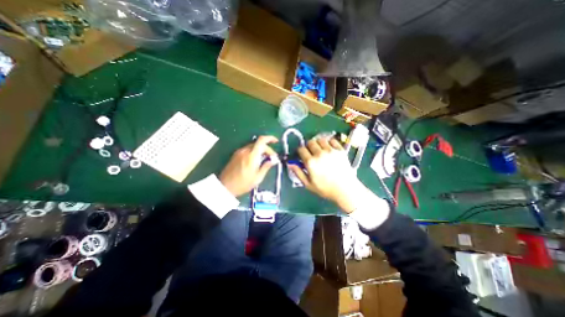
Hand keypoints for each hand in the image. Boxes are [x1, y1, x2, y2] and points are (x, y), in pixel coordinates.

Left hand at [220, 137, 278, 197]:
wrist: (225, 186)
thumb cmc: (242, 184)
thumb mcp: (258, 177)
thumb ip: (266, 166)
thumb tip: (274, 160)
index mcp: (252, 156)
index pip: (262, 140)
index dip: (270, 138)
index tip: (275, 141)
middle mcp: (245, 151)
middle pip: (259, 143)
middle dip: (267, 149)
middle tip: (271, 158)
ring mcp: (239, 152)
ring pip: (253, 146)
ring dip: (260, 150)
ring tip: (264, 160)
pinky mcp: (236, 155)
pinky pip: (247, 149)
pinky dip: (254, 152)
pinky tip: (256, 160)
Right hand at [288, 137, 368, 213]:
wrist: (345, 189)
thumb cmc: (325, 188)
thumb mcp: (308, 184)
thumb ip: (298, 172)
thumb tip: (290, 163)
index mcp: (311, 162)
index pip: (301, 149)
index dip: (300, 151)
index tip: (302, 154)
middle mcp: (320, 154)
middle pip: (310, 142)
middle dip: (308, 146)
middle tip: (311, 152)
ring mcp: (331, 151)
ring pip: (320, 139)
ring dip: (318, 143)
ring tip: (320, 150)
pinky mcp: (340, 150)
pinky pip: (332, 140)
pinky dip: (329, 142)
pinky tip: (329, 148)